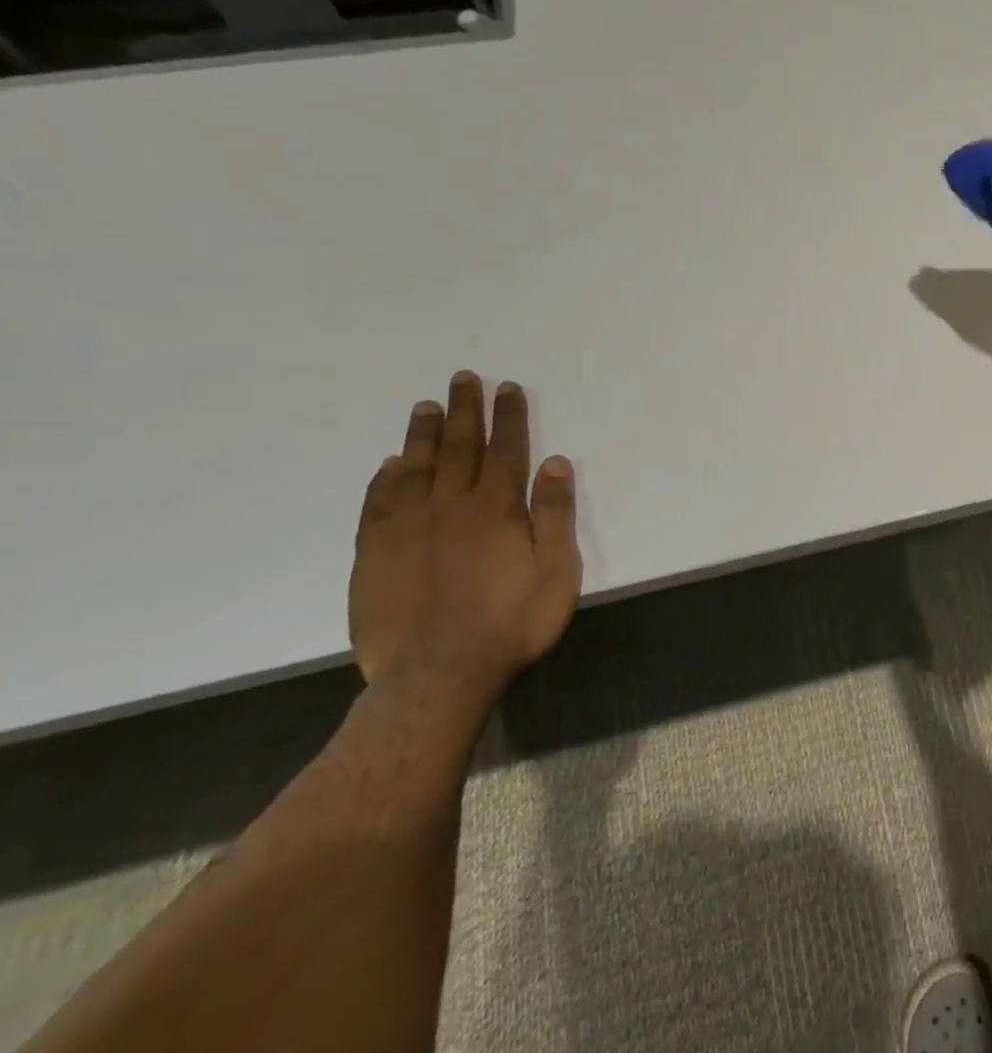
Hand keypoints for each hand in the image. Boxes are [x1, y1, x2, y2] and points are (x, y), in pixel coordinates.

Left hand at [349, 371, 582, 704]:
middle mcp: (450, 506)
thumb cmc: (512, 621)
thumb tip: (554, 462)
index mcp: (496, 508)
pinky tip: (390, 464)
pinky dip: (385, 478)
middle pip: (459, 447)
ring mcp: (406, 528)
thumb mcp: (555, 569)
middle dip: (464, 411)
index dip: (508, 417)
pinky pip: (377, 503)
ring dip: (423, 434)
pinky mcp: (374, 553)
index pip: (506, 450)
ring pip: (415, 467)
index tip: (507, 387)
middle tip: (462, 378)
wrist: (438, 674)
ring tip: (426, 405)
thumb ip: (554, 513)